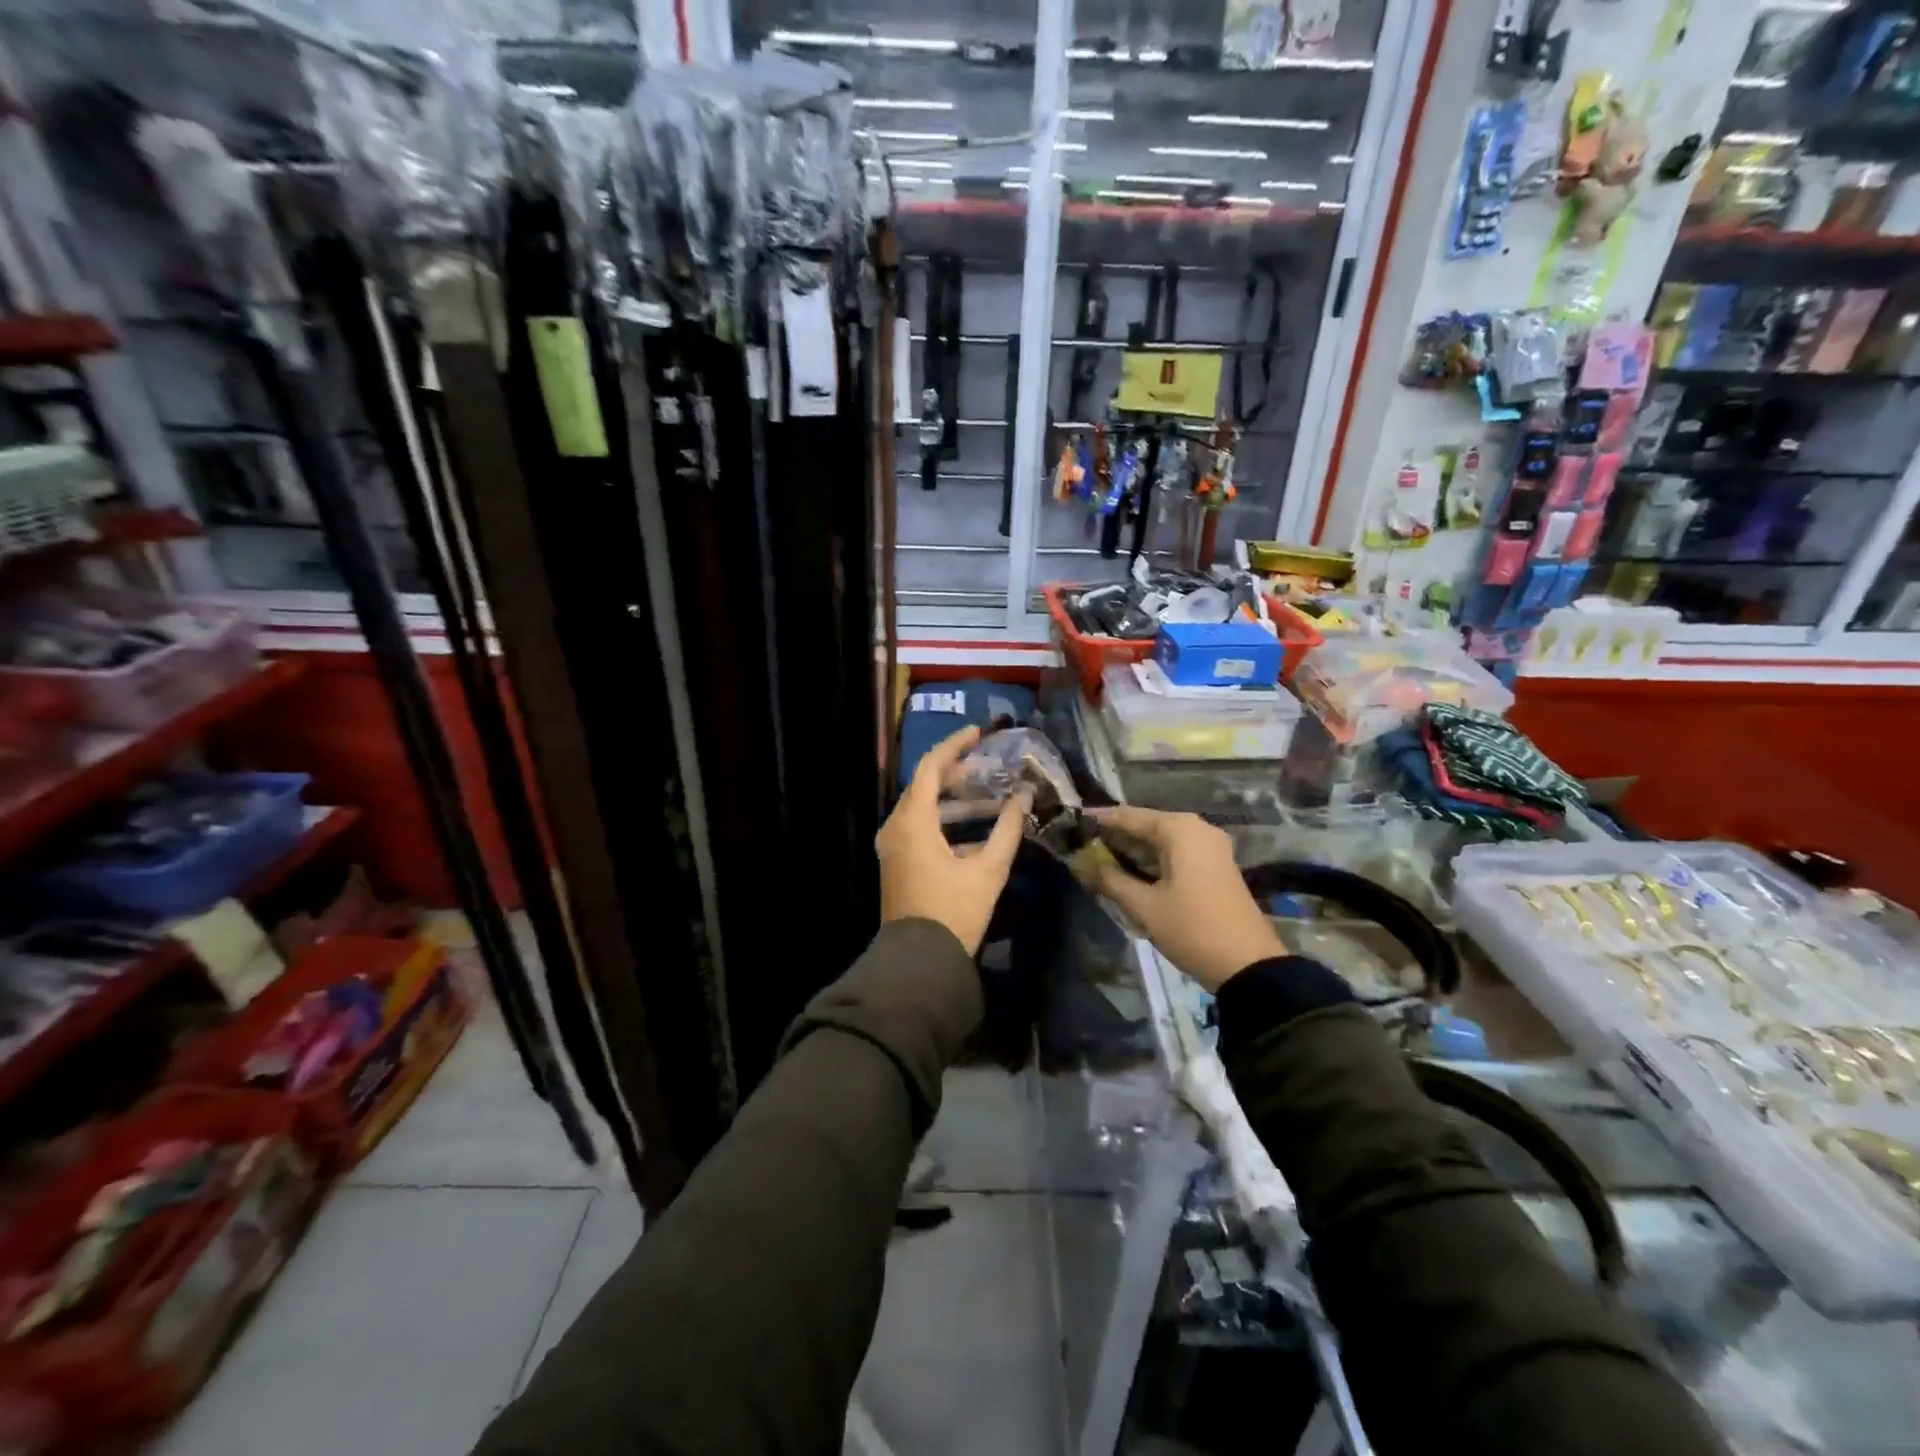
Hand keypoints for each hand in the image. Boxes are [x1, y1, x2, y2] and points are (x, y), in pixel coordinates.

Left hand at [878, 726, 1030, 955]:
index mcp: (912, 822)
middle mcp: (896, 828)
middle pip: (925, 786)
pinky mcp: (898, 864)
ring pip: (923, 810)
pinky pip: (920, 830)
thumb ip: (1008, 829)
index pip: (930, 767)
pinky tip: (978, 832)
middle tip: (988, 766)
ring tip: (991, 797)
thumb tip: (1024, 797)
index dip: (954, 746)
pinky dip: (946, 824)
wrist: (919, 962)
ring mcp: (894, 847)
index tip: (978, 734)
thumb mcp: (988, 870)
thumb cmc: (954, 912)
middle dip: (957, 773)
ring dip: (955, 801)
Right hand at [1084, 805, 1284, 991]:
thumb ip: (1110, 879)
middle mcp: (1196, 829)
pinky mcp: (1215, 867)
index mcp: (1179, 829)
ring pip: (1161, 841)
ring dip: (1133, 851)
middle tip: (1082, 846)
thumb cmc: (1192, 928)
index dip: (1099, 820)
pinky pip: (1176, 854)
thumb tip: (1082, 863)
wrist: (1248, 965)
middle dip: (1115, 837)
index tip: (1072, 822)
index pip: (1129, 816)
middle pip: (1146, 826)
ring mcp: (1210, 848)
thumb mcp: (1144, 906)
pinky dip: (1152, 861)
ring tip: (1098, 860)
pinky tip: (1130, 874)